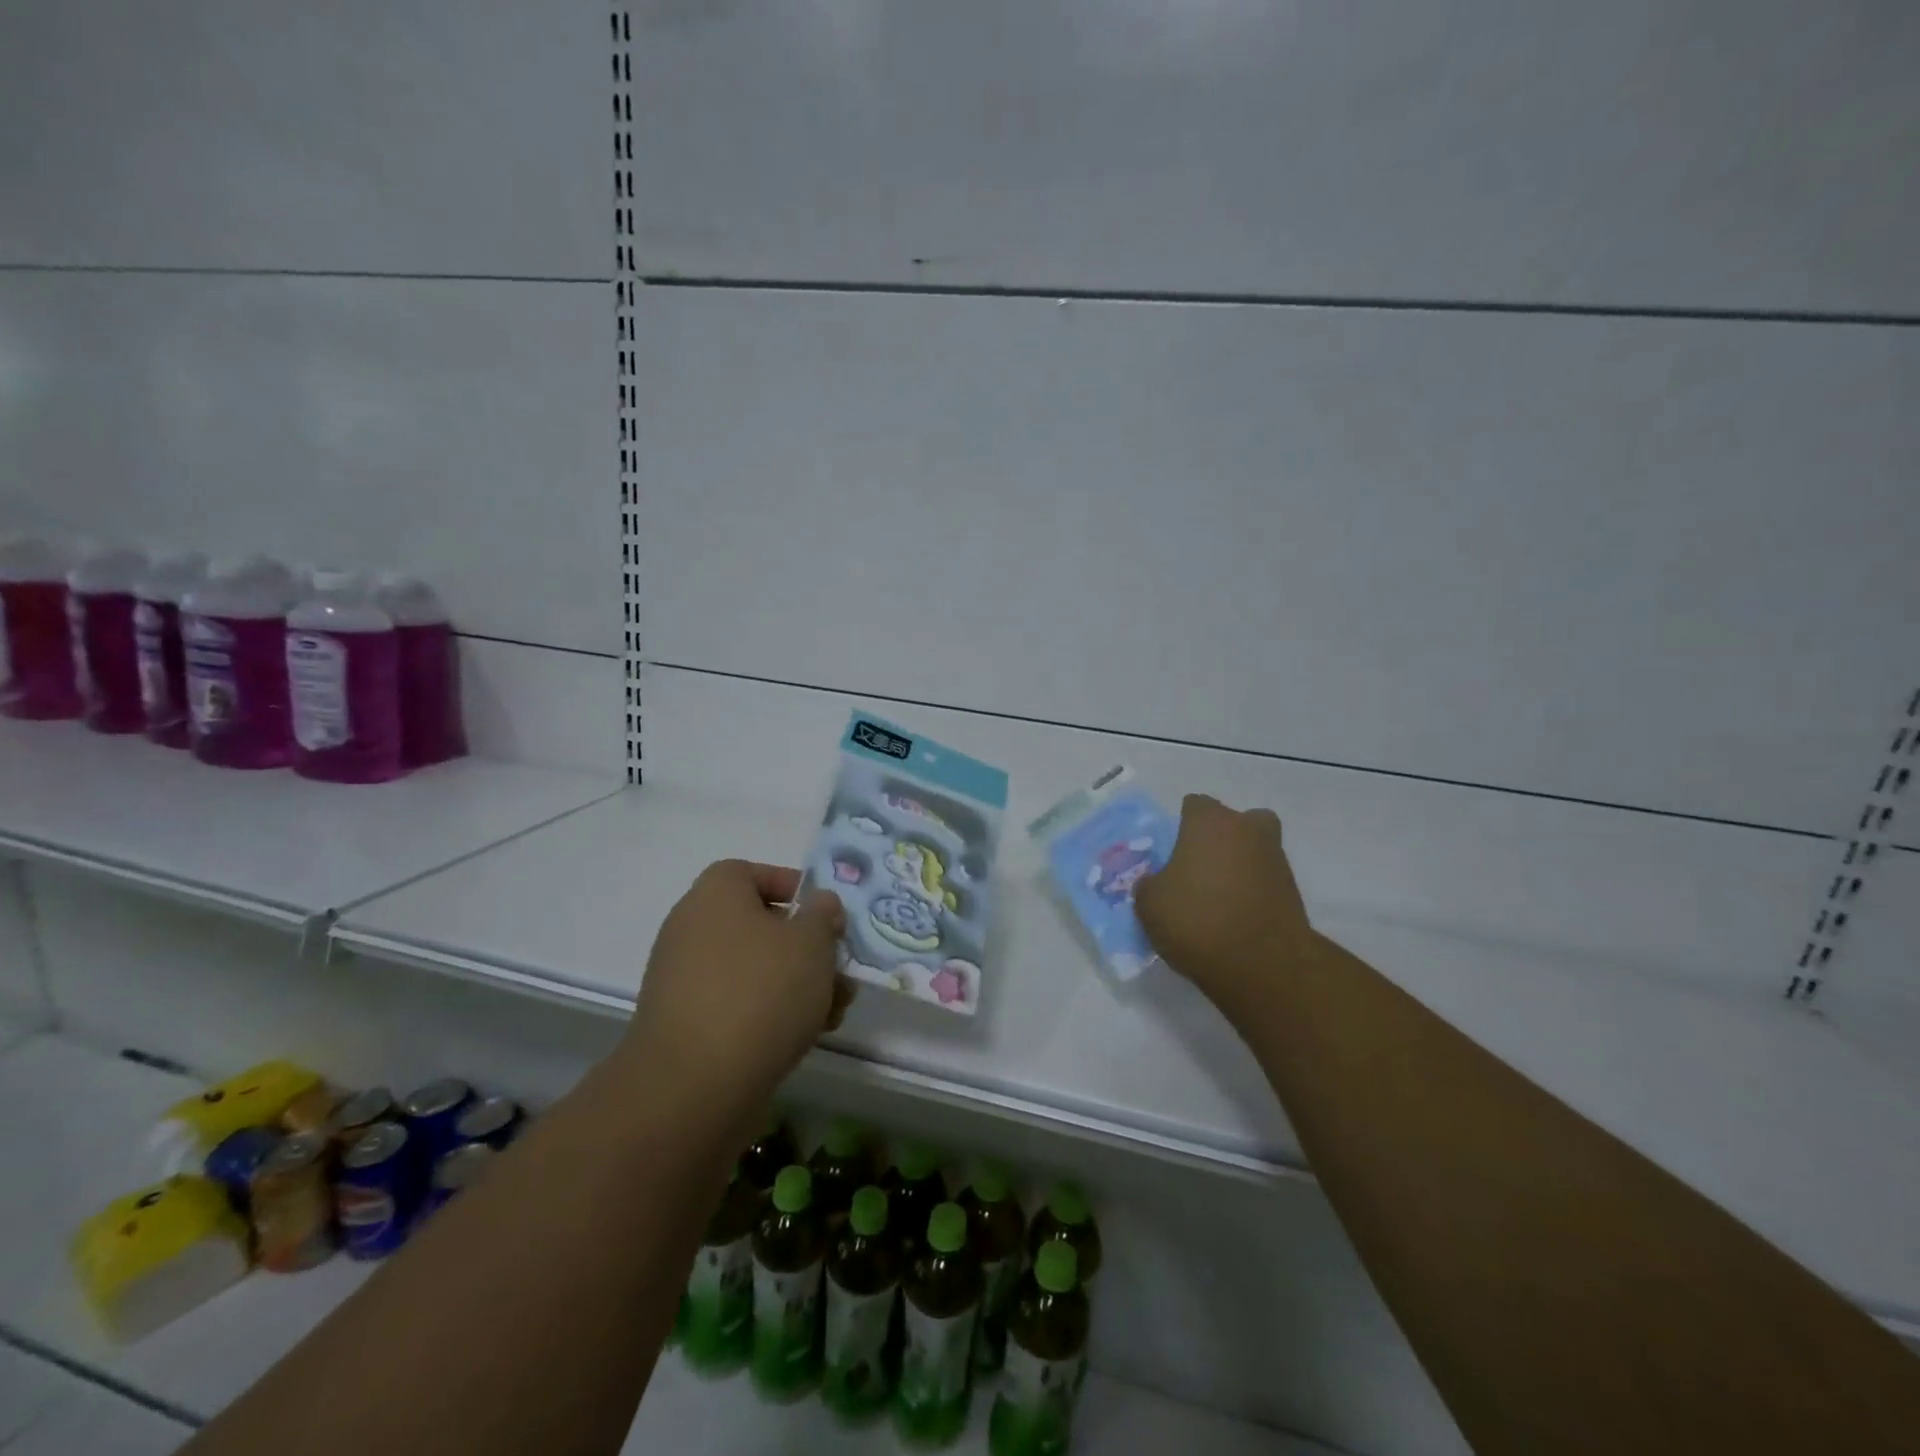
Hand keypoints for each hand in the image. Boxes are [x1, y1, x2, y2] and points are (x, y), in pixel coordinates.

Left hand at [623, 860, 848, 1134]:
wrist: (694, 1085)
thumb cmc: (761, 991)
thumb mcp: (812, 942)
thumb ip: (823, 916)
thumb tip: (819, 905)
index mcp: (716, 894)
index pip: (752, 873)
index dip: (793, 887)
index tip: (825, 915)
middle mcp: (692, 929)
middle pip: (759, 926)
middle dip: (807, 948)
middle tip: (839, 970)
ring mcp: (684, 980)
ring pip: (754, 969)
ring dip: (798, 985)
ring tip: (835, 1012)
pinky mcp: (686, 1025)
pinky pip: (736, 1004)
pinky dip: (770, 1013)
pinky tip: (807, 1036)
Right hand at [1134, 794, 1315, 1012]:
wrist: (1261, 963)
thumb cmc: (1196, 918)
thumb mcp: (1150, 903)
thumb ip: (1150, 884)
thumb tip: (1157, 883)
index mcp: (1209, 821)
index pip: (1194, 805)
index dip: (1181, 825)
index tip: (1172, 851)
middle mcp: (1247, 829)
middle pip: (1234, 822)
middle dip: (1220, 838)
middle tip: (1200, 868)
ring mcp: (1276, 858)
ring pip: (1254, 849)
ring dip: (1239, 865)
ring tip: (1217, 898)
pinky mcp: (1293, 891)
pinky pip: (1265, 880)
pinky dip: (1253, 891)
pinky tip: (1234, 917)